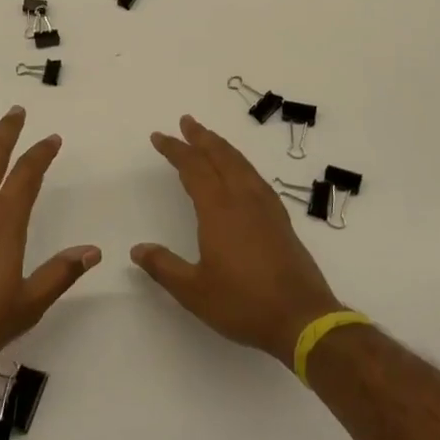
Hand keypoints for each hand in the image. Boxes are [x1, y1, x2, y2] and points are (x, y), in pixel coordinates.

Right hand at [133, 115, 343, 362]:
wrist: (302, 317)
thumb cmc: (243, 303)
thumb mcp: (194, 291)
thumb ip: (164, 267)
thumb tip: (137, 249)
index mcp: (219, 210)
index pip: (193, 168)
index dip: (175, 150)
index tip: (159, 137)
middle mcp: (243, 199)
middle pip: (220, 156)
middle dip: (200, 137)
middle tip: (186, 121)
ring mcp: (265, 207)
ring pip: (240, 164)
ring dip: (222, 146)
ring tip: (209, 138)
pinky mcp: (280, 219)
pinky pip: (255, 177)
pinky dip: (241, 164)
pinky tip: (240, 171)